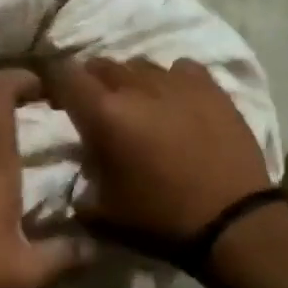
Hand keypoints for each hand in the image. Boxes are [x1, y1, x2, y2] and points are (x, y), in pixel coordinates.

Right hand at [47, 57, 272, 245]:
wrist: (233, 223)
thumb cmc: (160, 219)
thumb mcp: (101, 211)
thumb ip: (80, 182)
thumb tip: (78, 170)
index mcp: (103, 113)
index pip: (63, 74)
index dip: (54, 83)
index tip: (57, 100)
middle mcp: (136, 87)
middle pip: (101, 65)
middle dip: (92, 83)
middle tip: (97, 109)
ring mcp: (176, 82)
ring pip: (140, 65)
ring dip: (131, 81)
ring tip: (139, 105)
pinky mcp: (210, 88)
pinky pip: (180, 69)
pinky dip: (171, 81)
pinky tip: (176, 102)